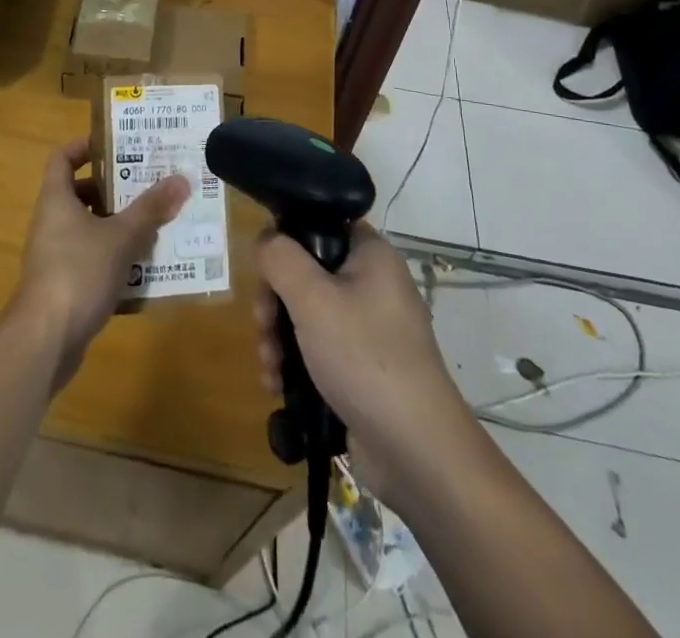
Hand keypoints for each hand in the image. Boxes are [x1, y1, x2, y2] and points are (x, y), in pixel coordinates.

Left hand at [12, 138, 189, 388]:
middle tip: (148, 184)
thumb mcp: (121, 237)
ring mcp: (54, 255)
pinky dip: (114, 258)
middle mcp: (51, 222)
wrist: (44, 340)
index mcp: (56, 199)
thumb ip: (150, 208)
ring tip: (154, 223)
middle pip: (80, 192)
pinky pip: (91, 259)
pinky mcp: (62, 285)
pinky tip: (144, 267)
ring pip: (89, 228)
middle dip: (114, 188)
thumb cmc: (78, 272)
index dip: (85, 146)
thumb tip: (181, 179)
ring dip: (118, 225)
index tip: (117, 145)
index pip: (63, 157)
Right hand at [254, 225, 469, 507]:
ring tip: (269, 366)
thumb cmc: (365, 358)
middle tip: (262, 325)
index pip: (322, 225)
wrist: (416, 453)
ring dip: (278, 337)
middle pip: (306, 273)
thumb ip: (280, 258)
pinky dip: (294, 364)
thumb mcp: (312, 298)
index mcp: (371, 256)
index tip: (266, 269)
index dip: (288, 240)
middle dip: (274, 302)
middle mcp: (372, 285)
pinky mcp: (361, 369)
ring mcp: (368, 330)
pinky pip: (317, 350)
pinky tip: (277, 386)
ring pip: (306, 315)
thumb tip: (265, 241)